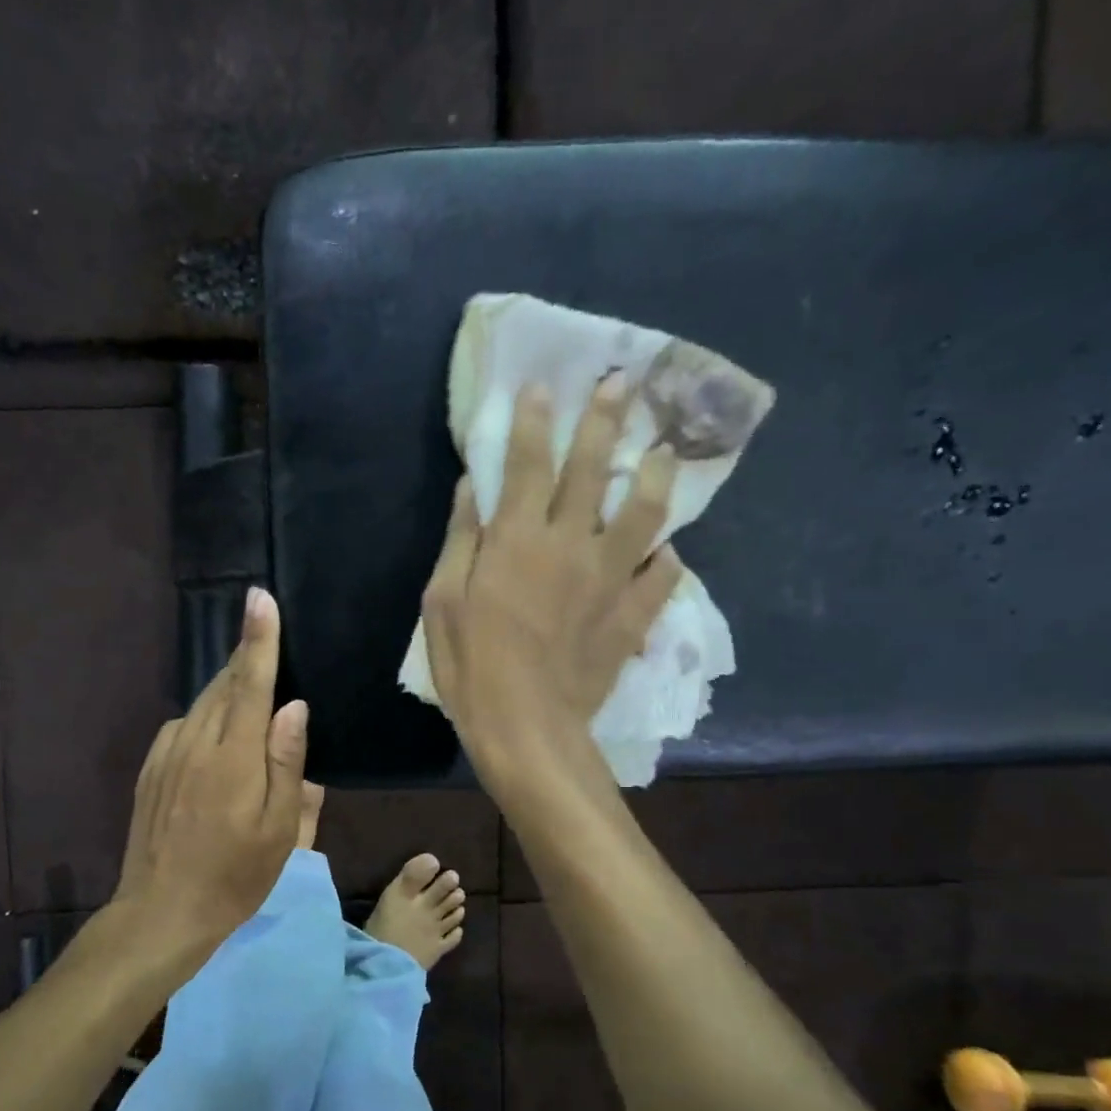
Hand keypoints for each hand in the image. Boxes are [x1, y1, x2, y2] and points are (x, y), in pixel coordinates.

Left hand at [113, 586, 307, 961]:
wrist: (161, 912)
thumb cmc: (235, 876)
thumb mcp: (280, 829)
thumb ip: (286, 762)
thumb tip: (293, 707)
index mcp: (233, 755)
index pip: (250, 682)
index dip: (259, 639)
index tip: (260, 598)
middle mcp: (195, 742)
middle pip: (224, 684)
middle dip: (247, 659)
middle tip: (269, 642)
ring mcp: (167, 754)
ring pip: (203, 703)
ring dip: (228, 689)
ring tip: (252, 695)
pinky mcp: (151, 769)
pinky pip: (185, 725)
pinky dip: (207, 717)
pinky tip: (218, 740)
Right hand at [421, 373, 681, 770]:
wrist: (526, 727)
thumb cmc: (471, 667)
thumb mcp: (442, 602)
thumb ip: (461, 539)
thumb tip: (471, 486)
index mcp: (517, 539)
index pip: (528, 463)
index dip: (534, 420)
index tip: (542, 385)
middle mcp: (569, 545)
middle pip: (592, 469)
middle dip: (605, 419)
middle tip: (621, 383)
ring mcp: (609, 579)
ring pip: (645, 512)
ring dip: (656, 475)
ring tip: (665, 452)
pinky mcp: (632, 615)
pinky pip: (663, 576)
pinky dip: (667, 559)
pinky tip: (667, 550)